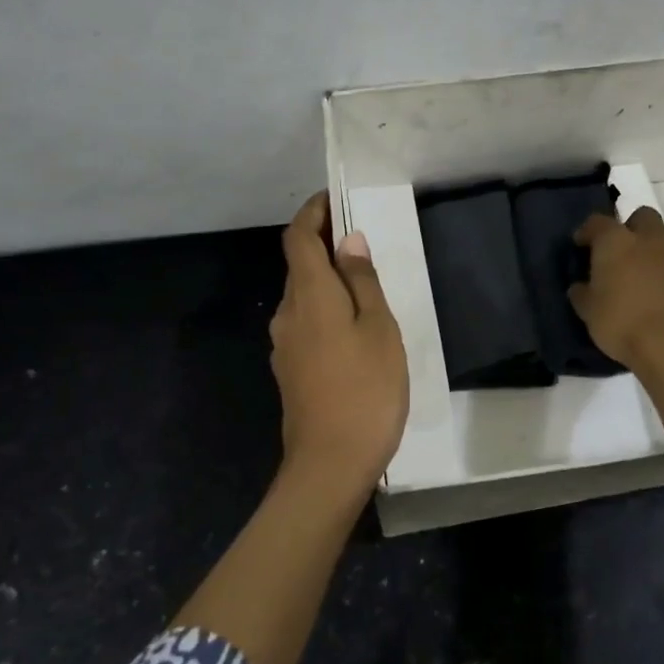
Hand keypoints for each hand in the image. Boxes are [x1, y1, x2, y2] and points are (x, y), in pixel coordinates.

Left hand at [269, 193, 408, 499]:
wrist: (330, 464)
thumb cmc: (365, 390)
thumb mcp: (379, 329)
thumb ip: (362, 282)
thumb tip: (348, 241)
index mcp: (309, 296)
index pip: (298, 238)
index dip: (312, 213)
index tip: (333, 199)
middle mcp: (288, 314)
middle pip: (299, 266)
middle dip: (324, 246)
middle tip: (362, 242)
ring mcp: (285, 345)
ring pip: (304, 298)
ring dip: (327, 281)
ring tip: (366, 286)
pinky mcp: (291, 370)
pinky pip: (307, 324)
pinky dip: (326, 310)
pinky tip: (354, 329)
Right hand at [568, 207, 663, 371]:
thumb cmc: (621, 322)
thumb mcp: (589, 312)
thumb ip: (583, 293)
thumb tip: (580, 287)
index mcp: (616, 241)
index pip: (598, 222)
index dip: (587, 232)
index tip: (580, 246)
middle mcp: (648, 240)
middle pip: (641, 217)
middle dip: (629, 228)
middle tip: (617, 253)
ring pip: (661, 240)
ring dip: (648, 252)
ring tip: (636, 279)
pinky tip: (655, 295)